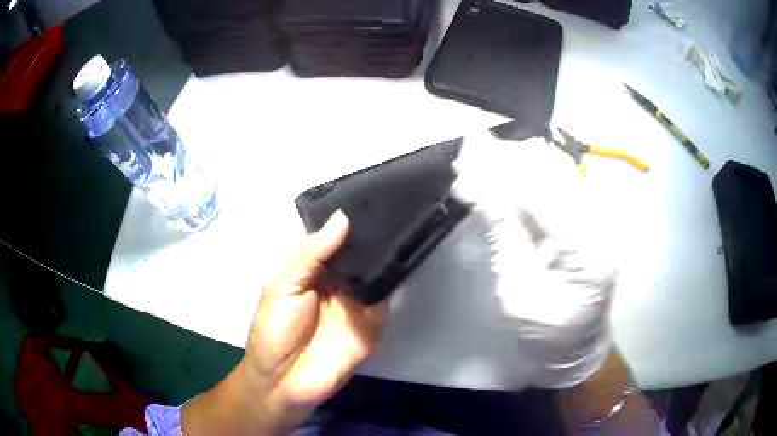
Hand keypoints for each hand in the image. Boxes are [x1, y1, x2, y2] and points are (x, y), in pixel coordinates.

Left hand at [246, 210, 388, 408]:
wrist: (285, 381)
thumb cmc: (274, 329)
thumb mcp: (283, 285)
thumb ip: (311, 254)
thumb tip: (343, 218)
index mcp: (313, 268)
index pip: (335, 237)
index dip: (349, 219)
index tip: (372, 192)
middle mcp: (338, 280)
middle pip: (359, 251)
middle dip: (374, 230)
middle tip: (397, 199)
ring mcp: (358, 300)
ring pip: (377, 269)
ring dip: (389, 250)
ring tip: (408, 217)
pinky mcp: (375, 321)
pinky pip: (387, 296)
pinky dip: (395, 278)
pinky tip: (407, 254)